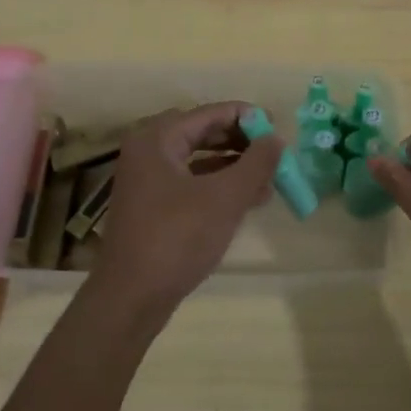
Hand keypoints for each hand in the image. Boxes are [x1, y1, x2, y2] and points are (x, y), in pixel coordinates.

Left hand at [86, 102, 282, 320]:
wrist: (132, 297)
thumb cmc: (177, 238)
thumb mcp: (225, 198)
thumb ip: (255, 164)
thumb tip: (276, 138)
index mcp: (157, 139)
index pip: (209, 113)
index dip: (246, 117)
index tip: (278, 127)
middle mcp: (147, 152)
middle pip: (202, 133)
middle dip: (240, 142)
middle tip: (274, 152)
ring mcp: (147, 181)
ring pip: (198, 160)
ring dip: (233, 166)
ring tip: (270, 178)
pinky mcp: (153, 207)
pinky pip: (191, 183)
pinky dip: (219, 186)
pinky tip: (248, 200)